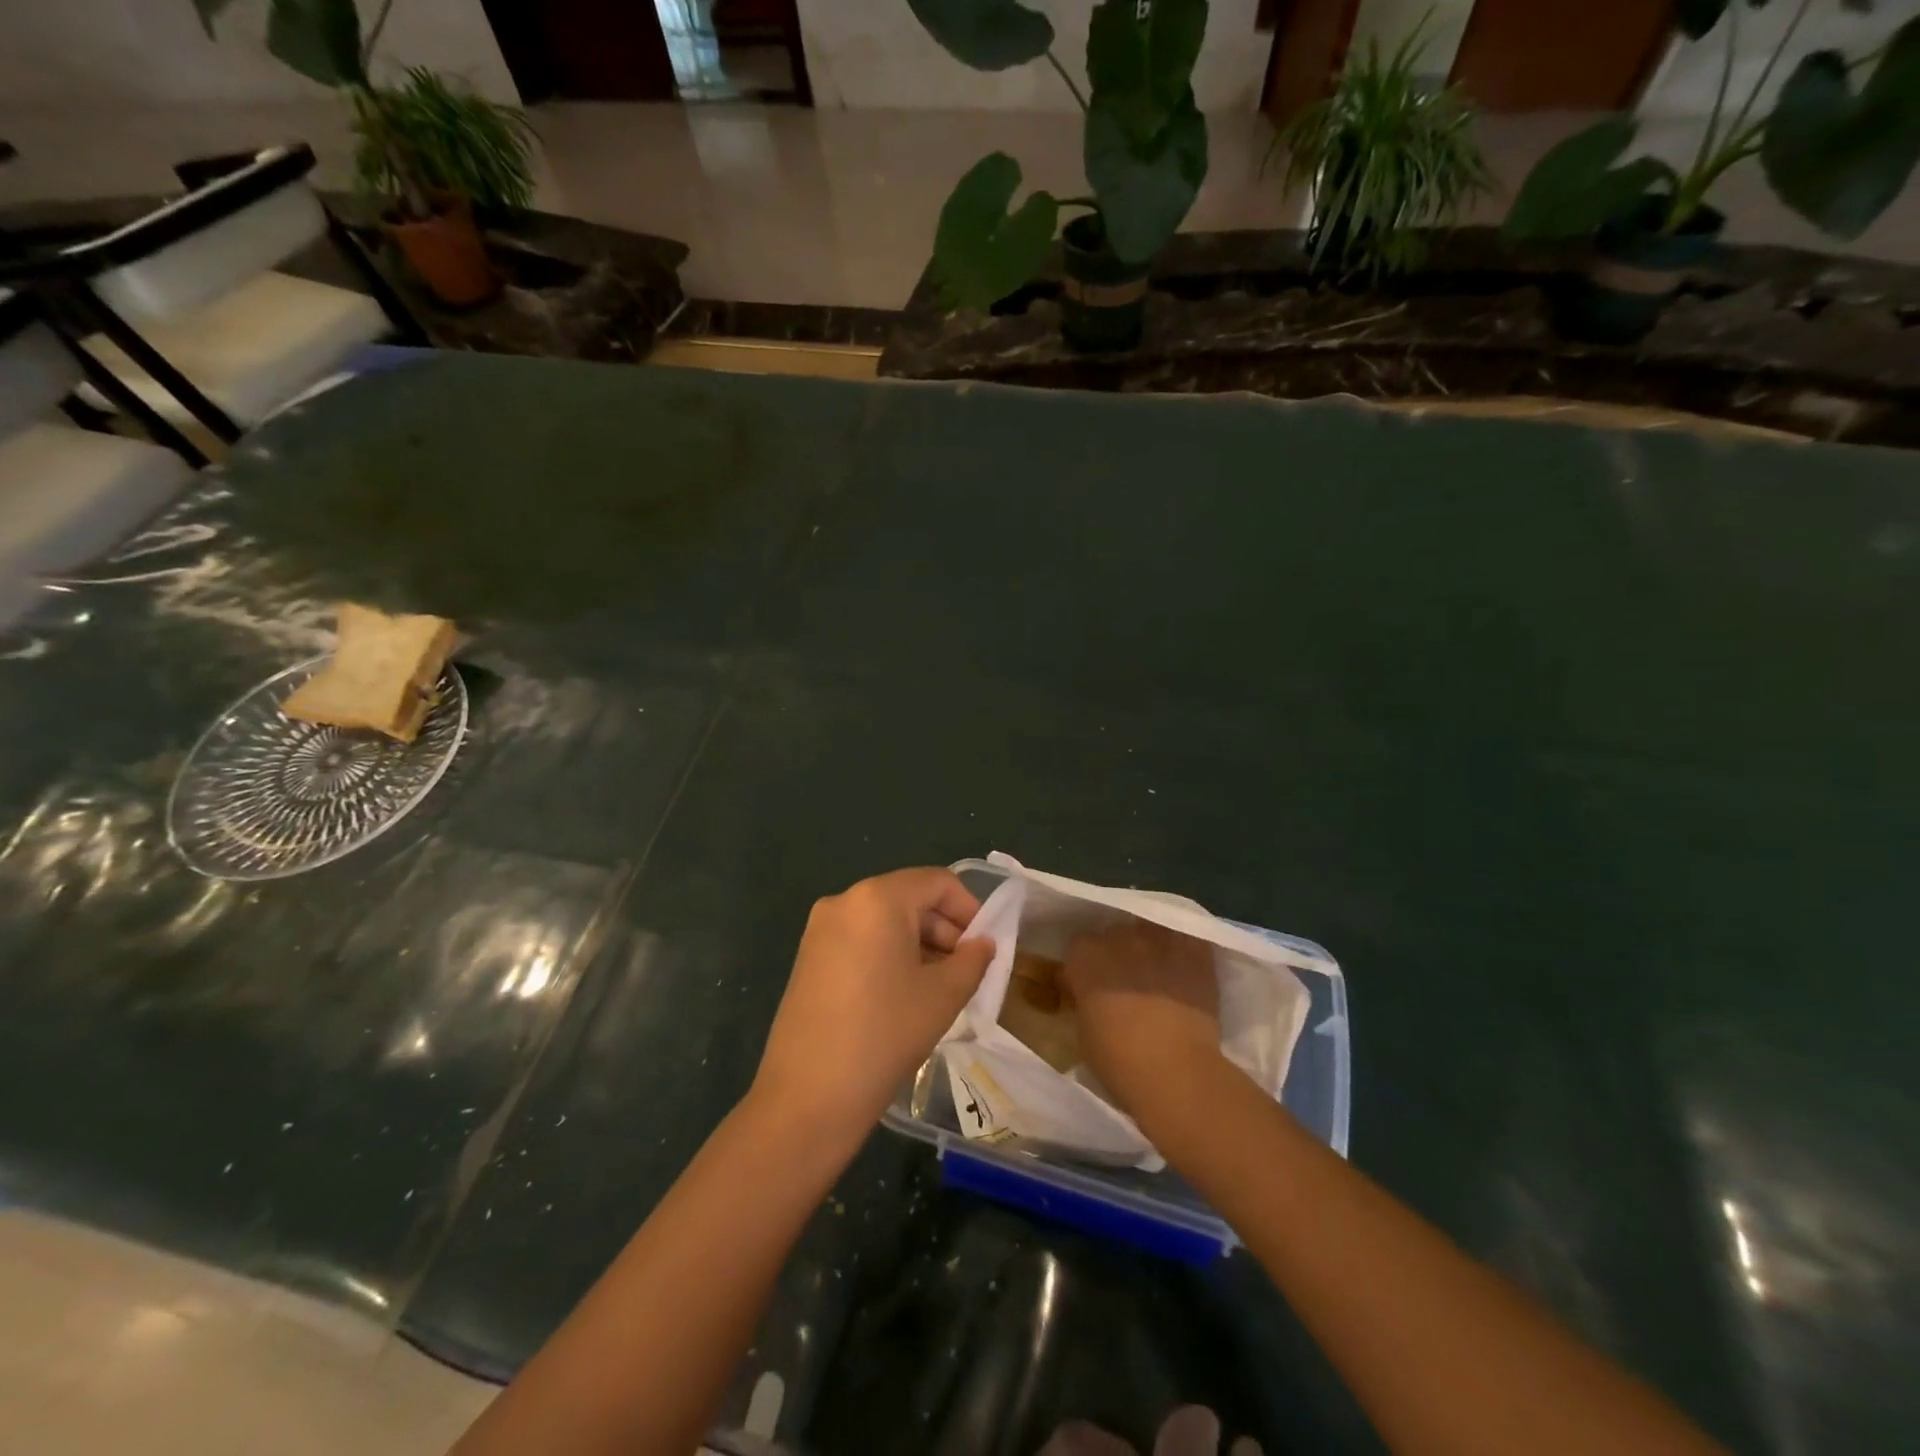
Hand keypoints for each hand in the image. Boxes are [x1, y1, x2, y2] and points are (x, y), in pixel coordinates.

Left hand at [751, 868, 994, 1143]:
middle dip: (944, 929)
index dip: (970, 909)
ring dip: (919, 944)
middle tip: (966, 972)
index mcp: (877, 898)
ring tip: (938, 988)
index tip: (985, 947)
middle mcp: (844, 901)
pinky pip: (861, 940)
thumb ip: (973, 960)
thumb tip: (982, 944)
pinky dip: (889, 955)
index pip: (938, 882)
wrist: (808, 1097)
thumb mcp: (943, 996)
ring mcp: (820, 929)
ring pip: (885, 921)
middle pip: (909, 898)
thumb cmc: (885, 1034)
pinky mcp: (808, 957)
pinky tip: (902, 995)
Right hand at [1064, 919, 1221, 1122]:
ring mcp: (1158, 940)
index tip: (1090, 985)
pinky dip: (1184, 947)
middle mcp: (1119, 938)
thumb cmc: (1118, 1061)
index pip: (1079, 946)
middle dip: (1117, 953)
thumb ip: (1084, 1001)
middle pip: (1114, 934)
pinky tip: (1185, 964)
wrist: (1175, 1072)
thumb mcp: (1082, 1030)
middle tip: (1125, 981)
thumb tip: (1090, 997)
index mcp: (1085, 956)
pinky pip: (1187, 936)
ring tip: (1157, 970)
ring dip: (1149, 945)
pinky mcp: (1193, 951)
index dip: (1086, 965)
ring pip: (1150, 930)